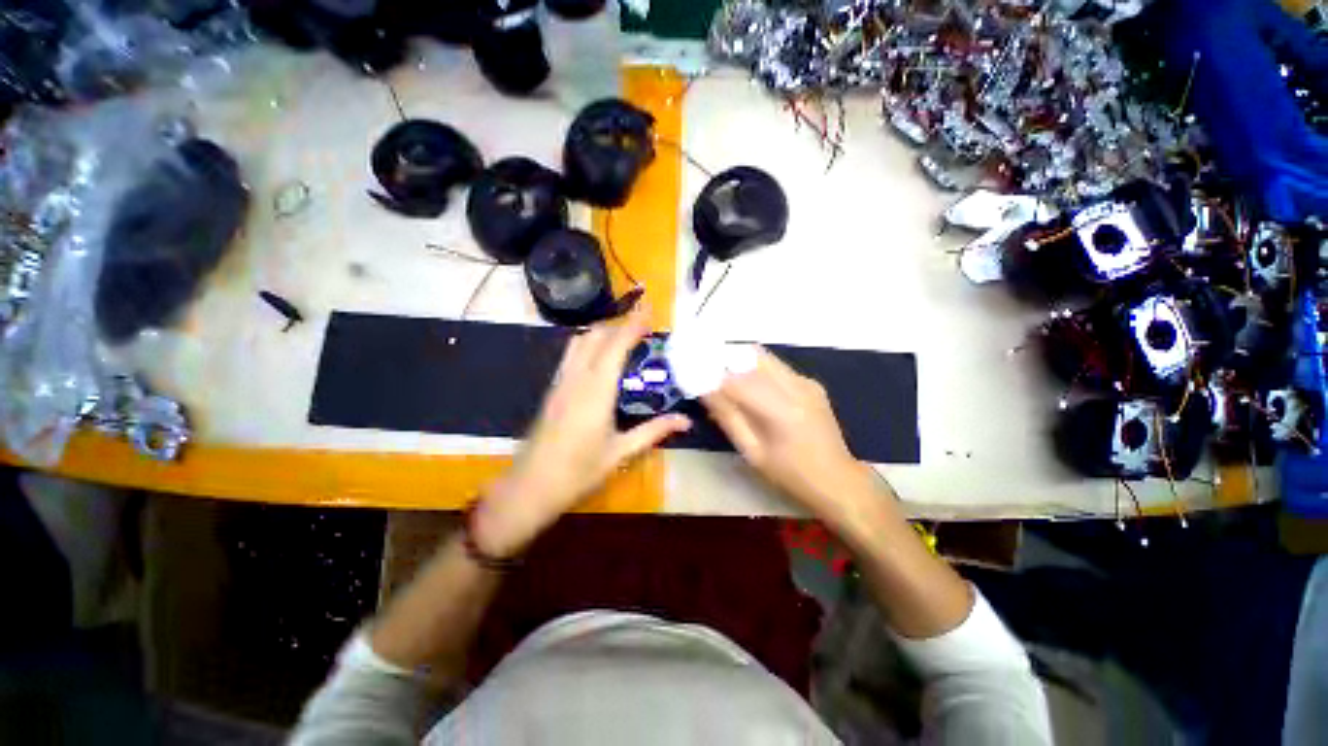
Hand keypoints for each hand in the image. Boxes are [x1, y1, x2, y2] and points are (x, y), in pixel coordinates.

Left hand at [472, 306, 690, 557]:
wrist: (531, 486)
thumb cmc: (579, 471)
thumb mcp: (621, 452)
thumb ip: (654, 431)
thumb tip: (685, 420)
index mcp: (597, 390)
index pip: (616, 345)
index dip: (633, 325)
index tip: (649, 310)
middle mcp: (577, 378)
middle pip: (596, 336)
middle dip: (619, 325)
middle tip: (642, 328)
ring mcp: (561, 382)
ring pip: (580, 342)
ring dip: (602, 332)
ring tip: (623, 338)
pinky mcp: (552, 390)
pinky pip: (570, 355)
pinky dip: (588, 345)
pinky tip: (599, 358)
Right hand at [702, 349, 878, 523]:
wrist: (838, 480)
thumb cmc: (790, 474)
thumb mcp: (752, 452)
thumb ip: (728, 417)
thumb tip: (704, 390)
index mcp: (780, 408)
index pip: (736, 378)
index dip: (711, 372)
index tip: (693, 372)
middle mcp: (795, 385)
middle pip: (751, 355)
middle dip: (725, 358)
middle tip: (707, 369)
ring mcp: (806, 381)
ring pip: (764, 358)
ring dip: (741, 362)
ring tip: (724, 376)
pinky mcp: (811, 383)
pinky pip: (777, 368)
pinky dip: (757, 370)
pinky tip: (750, 387)